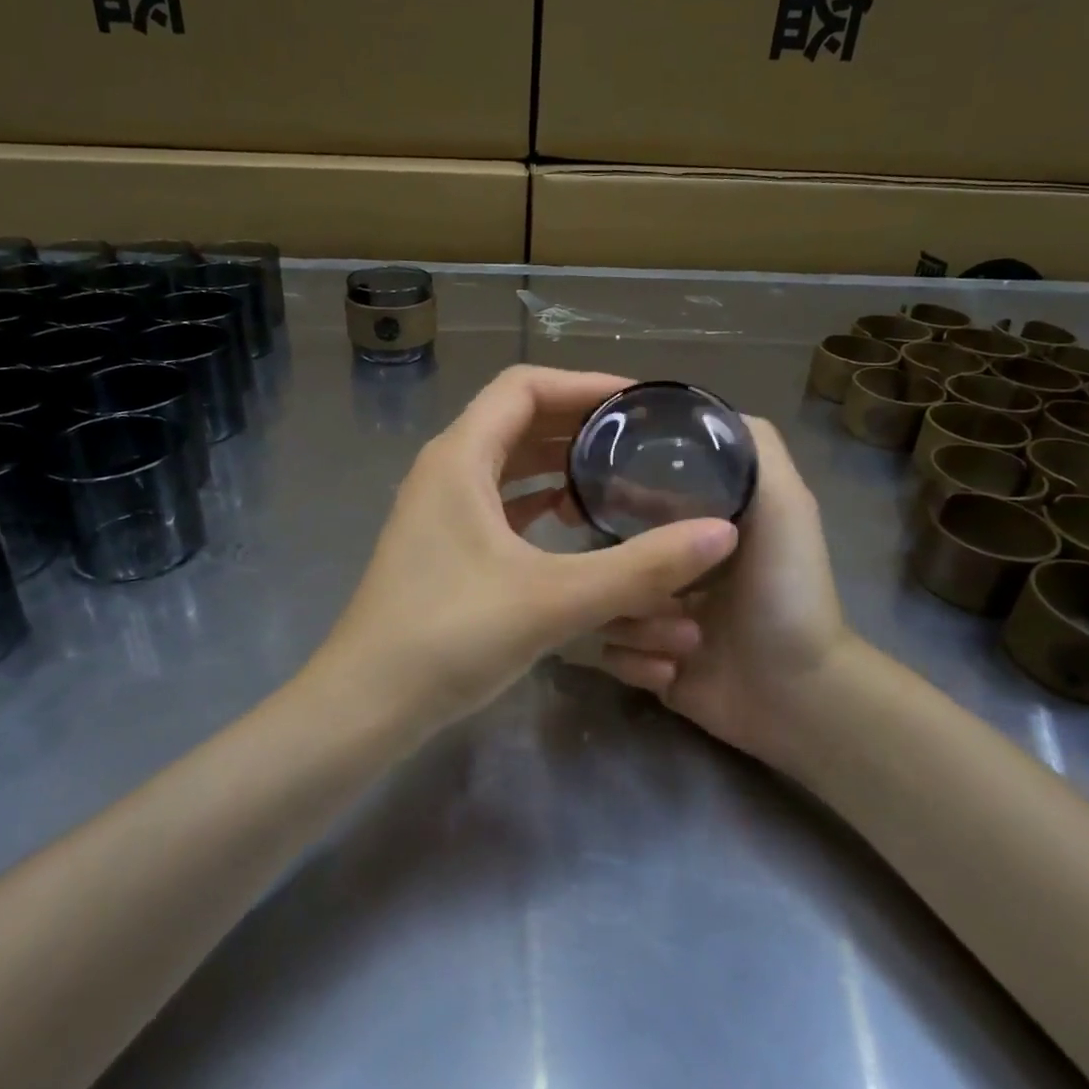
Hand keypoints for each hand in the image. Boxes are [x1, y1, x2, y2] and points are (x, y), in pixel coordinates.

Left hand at [316, 367, 739, 730]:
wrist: (367, 705)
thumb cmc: (451, 636)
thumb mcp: (554, 599)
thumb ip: (640, 568)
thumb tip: (722, 533)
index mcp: (460, 458)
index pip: (524, 387)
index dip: (583, 384)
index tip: (637, 402)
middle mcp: (445, 472)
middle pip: (516, 421)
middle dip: (577, 424)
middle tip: (638, 439)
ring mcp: (439, 511)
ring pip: (507, 464)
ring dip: (558, 463)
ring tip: (614, 475)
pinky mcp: (442, 548)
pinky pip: (498, 503)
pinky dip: (537, 501)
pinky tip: (572, 522)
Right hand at [598, 419, 851, 771]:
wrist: (797, 695)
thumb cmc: (787, 592)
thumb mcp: (785, 505)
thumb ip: (755, 448)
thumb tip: (702, 410)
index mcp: (690, 528)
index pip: (630, 497)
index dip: (609, 494)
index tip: (583, 495)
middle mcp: (667, 566)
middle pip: (606, 554)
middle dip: (618, 574)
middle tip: (632, 585)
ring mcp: (653, 615)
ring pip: (602, 605)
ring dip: (637, 626)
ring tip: (684, 640)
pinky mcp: (645, 661)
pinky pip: (607, 654)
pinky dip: (636, 662)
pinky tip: (673, 671)